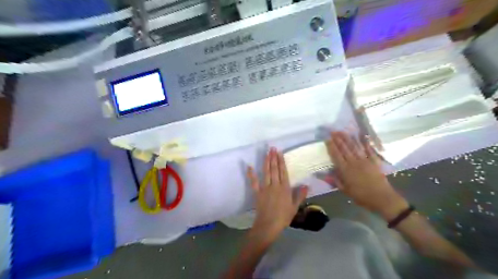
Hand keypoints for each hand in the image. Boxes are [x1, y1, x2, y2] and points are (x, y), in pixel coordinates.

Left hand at [247, 147, 309, 240]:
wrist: (269, 225)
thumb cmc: (283, 217)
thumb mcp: (294, 207)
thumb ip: (300, 195)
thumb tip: (306, 185)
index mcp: (285, 188)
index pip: (283, 172)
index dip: (281, 161)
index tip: (279, 153)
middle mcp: (275, 185)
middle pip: (274, 169)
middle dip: (273, 158)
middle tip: (272, 148)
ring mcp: (265, 188)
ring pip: (266, 172)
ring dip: (266, 162)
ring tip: (266, 153)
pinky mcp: (257, 192)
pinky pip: (254, 182)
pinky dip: (251, 174)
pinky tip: (249, 166)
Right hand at [328, 132, 407, 220]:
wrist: (382, 198)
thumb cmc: (361, 196)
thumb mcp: (345, 190)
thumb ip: (334, 180)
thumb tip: (320, 174)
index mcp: (345, 170)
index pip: (336, 155)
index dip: (331, 147)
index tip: (327, 139)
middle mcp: (353, 162)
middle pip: (344, 148)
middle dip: (338, 139)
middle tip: (333, 131)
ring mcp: (364, 160)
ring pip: (354, 147)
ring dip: (348, 138)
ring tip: (342, 131)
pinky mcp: (374, 161)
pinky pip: (369, 149)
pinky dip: (365, 142)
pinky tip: (362, 136)